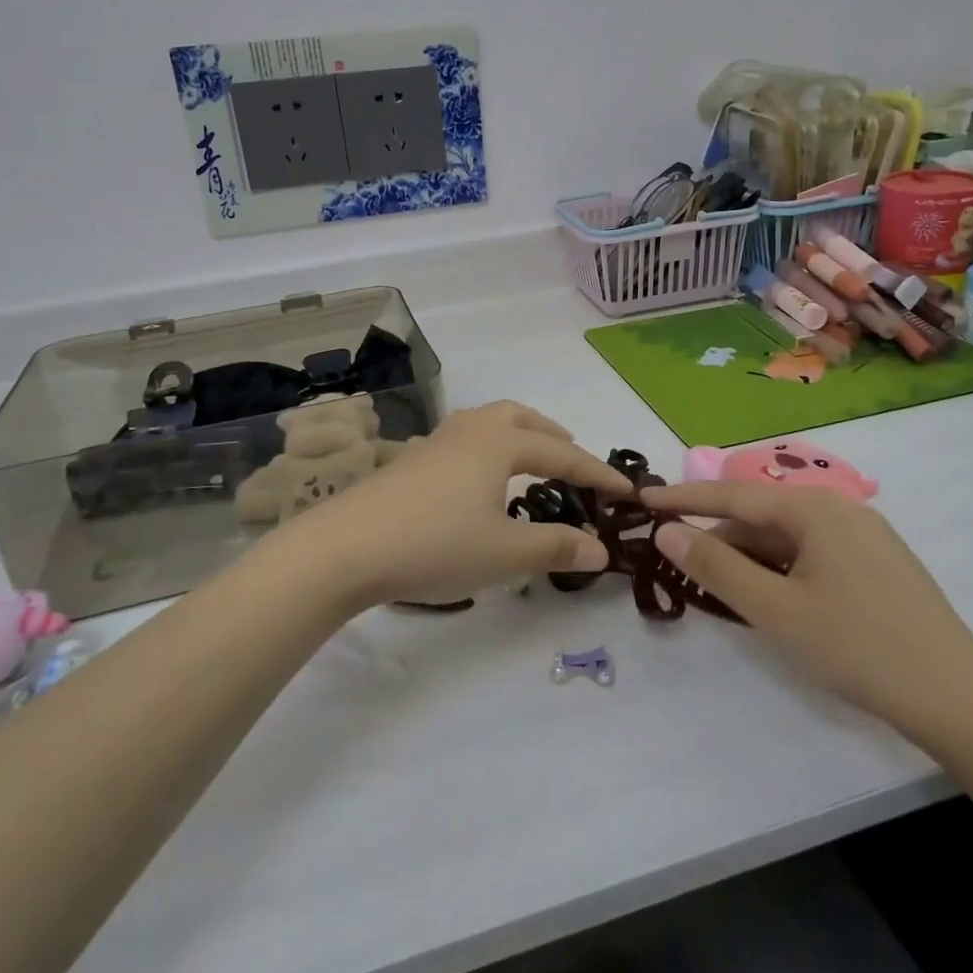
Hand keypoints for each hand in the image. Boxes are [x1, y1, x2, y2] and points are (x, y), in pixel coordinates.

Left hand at [261, 401, 629, 609]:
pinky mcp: (411, 460)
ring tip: (531, 462)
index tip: (627, 491)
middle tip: (574, 460)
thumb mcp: (505, 554)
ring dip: (518, 436)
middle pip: (521, 418)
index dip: (598, 473)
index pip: (563, 454)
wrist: (346, 546)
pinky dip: (489, 449)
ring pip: (488, 423)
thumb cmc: (434, 544)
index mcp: (499, 443)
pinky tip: (480, 482)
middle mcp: (470, 431)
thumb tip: (601, 549)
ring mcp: (436, 442)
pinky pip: (465, 440)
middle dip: (553, 436)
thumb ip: (556, 547)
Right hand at [642, 481, 972, 732]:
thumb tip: (666, 531)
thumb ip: (715, 566)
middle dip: (717, 537)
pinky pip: (811, 553)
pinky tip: (768, 596)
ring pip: (786, 537)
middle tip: (676, 561)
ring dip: (748, 557)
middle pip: (761, 516)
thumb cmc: (858, 647)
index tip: (642, 500)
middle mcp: (839, 508)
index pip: (732, 495)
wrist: (960, 700)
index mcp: (814, 508)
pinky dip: (780, 568)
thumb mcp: (775, 610)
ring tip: (716, 586)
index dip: (683, 499)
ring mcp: (863, 536)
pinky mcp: (877, 564)